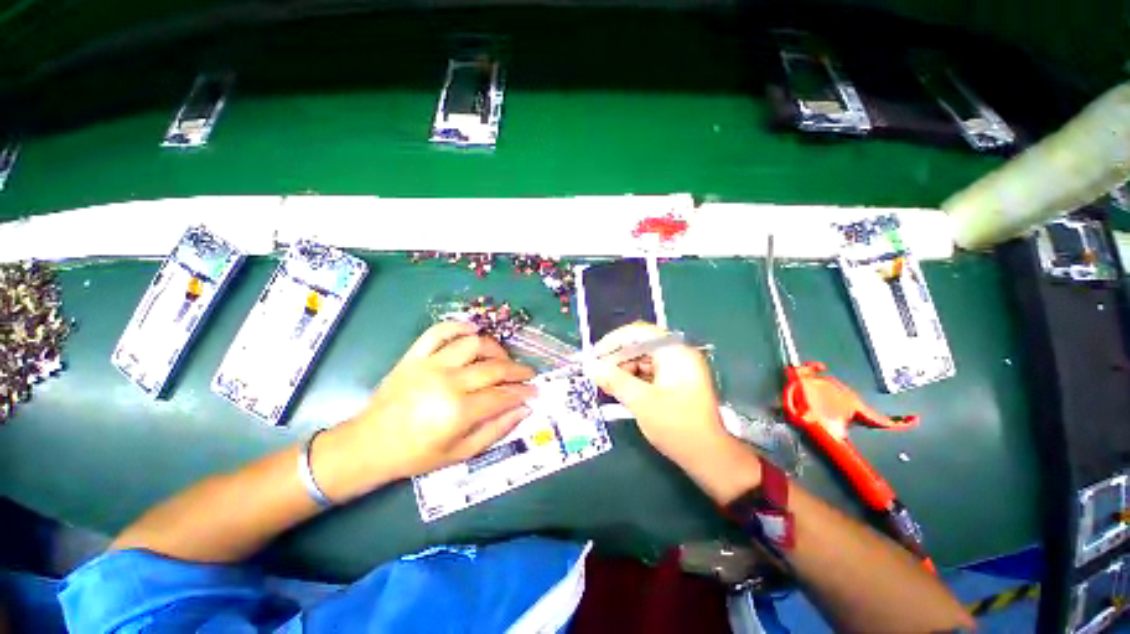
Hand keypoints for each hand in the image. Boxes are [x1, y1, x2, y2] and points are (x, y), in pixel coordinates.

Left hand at [317, 322, 535, 499]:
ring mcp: (429, 364)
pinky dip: (459, 327)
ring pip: (473, 343)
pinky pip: (439, 331)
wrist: (369, 444)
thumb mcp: (461, 453)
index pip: (502, 395)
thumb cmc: (416, 454)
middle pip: (493, 367)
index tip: (535, 390)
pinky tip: (473, 331)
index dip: (523, 392)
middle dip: (517, 370)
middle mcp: (447, 382)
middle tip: (528, 374)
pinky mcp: (414, 356)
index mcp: (458, 411)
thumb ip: (496, 430)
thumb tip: (524, 409)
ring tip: (502, 358)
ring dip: (494, 348)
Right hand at [587, 322, 760, 502]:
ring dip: (623, 369)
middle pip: (640, 345)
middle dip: (617, 358)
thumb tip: (591, 366)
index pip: (638, 332)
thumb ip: (615, 380)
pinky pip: (648, 371)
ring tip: (606, 384)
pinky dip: (633, 378)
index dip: (613, 341)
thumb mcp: (642, 402)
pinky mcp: (675, 380)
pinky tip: (620, 390)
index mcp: (674, 352)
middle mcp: (677, 353)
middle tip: (598, 373)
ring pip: (642, 359)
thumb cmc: (678, 427)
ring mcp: (678, 367)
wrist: (710, 458)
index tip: (594, 355)